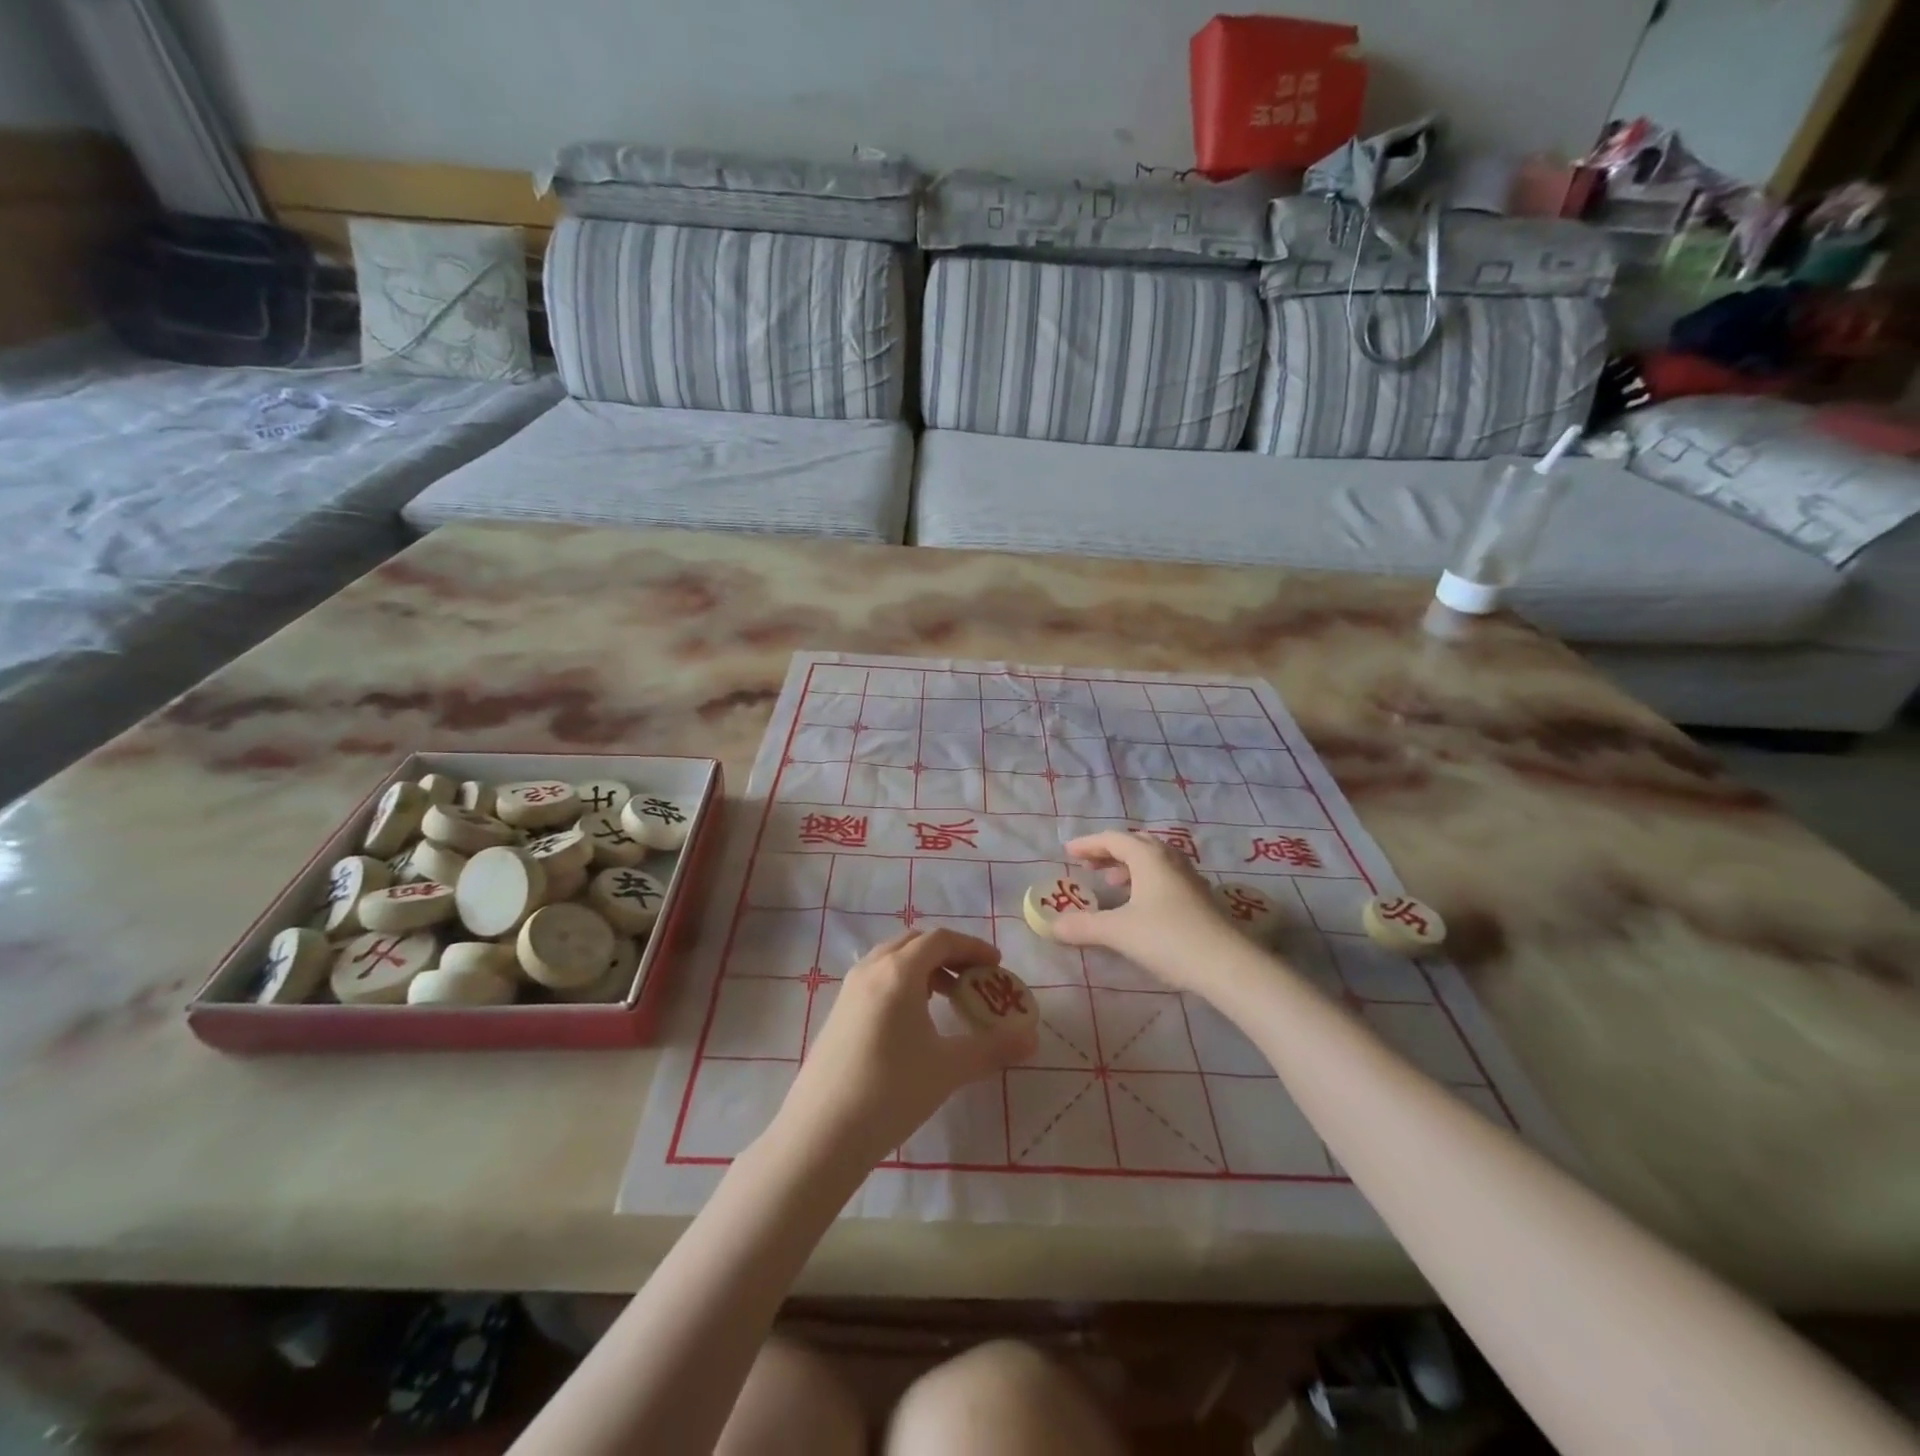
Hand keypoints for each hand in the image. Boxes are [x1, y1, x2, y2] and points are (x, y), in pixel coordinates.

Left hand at [772, 929, 1036, 1169]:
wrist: (820, 1134)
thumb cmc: (890, 1092)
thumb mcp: (949, 1068)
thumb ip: (993, 1048)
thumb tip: (1032, 1039)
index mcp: (898, 971)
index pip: (940, 940)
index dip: (973, 947)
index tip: (997, 966)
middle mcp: (871, 969)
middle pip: (915, 942)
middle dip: (949, 953)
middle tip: (976, 978)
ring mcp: (849, 990)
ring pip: (892, 958)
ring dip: (924, 966)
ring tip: (948, 996)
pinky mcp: (838, 1012)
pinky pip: (877, 977)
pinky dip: (903, 981)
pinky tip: (914, 1018)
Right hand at [1049, 831, 1238, 993]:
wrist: (1227, 965)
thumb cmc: (1168, 938)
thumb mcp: (1118, 932)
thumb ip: (1083, 926)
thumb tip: (1052, 926)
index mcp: (1149, 857)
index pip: (1113, 839)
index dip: (1088, 844)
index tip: (1068, 853)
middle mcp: (1171, 860)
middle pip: (1136, 844)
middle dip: (1110, 851)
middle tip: (1089, 865)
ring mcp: (1190, 879)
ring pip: (1154, 861)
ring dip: (1130, 866)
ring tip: (1112, 883)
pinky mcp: (1201, 899)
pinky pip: (1166, 877)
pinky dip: (1146, 881)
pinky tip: (1141, 905)